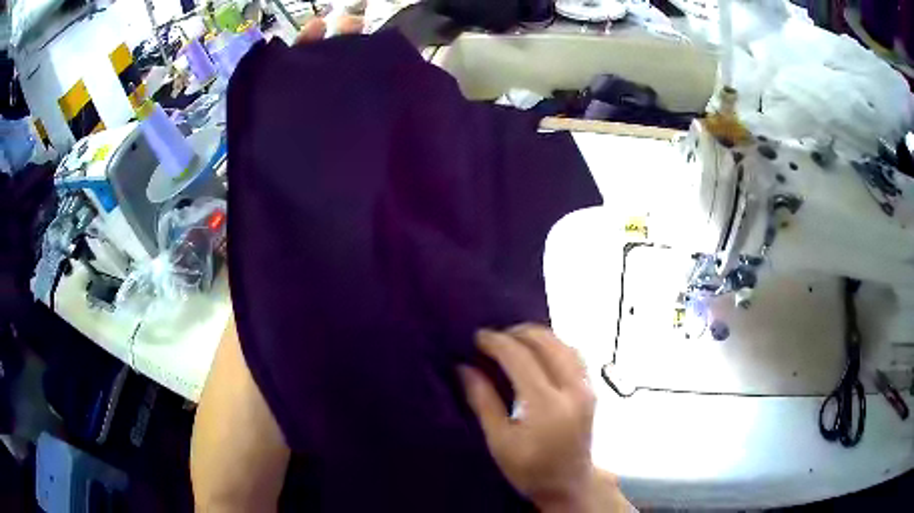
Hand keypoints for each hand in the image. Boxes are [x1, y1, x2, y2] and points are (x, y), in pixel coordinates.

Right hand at [461, 325, 626, 511]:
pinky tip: (539, 352)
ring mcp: (587, 388)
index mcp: (547, 406)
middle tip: (494, 338)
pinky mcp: (592, 390)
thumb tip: (464, 368)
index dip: (497, 343)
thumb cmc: (530, 469)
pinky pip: (574, 355)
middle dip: (518, 333)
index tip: (477, 337)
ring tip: (513, 340)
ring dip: (538, 336)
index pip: (520, 358)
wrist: (569, 484)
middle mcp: (572, 390)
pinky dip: (554, 345)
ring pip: (564, 344)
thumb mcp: (500, 441)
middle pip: (547, 343)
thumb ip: (483, 402)